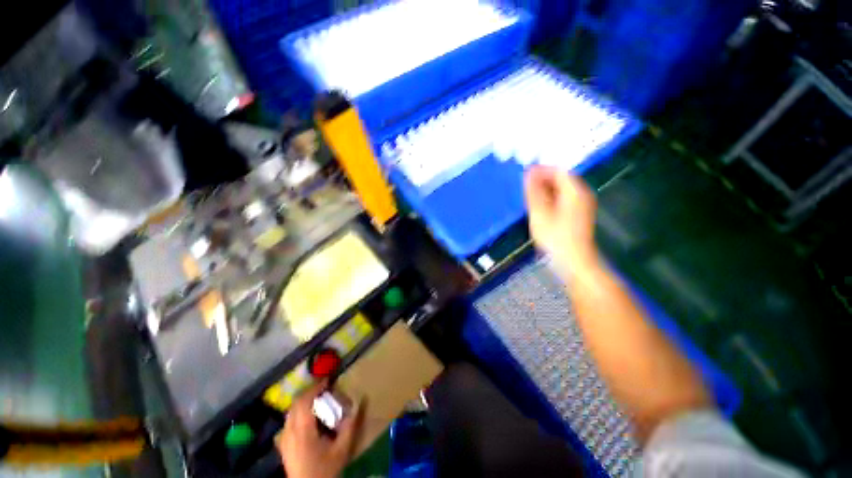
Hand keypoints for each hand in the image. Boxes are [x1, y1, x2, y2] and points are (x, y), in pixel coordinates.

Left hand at [277, 383, 361, 477]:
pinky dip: (297, 412)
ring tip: (316, 400)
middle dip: (309, 392)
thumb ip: (350, 426)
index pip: (305, 401)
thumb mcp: (342, 449)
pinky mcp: (282, 446)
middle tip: (323, 388)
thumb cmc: (325, 470)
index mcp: (303, 431)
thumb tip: (359, 403)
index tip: (327, 381)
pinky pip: (288, 421)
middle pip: (295, 404)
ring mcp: (284, 440)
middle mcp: (290, 432)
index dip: (315, 388)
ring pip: (290, 412)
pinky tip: (307, 418)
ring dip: (303, 402)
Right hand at [524, 166, 598, 278]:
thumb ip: (534, 191)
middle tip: (524, 188)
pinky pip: (562, 200)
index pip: (558, 170)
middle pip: (561, 179)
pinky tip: (539, 208)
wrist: (573, 262)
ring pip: (561, 190)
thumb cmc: (555, 237)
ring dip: (544, 191)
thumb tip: (529, 172)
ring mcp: (581, 205)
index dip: (540, 170)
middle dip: (542, 181)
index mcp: (575, 191)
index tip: (523, 176)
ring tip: (528, 198)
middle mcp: (581, 194)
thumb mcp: (540, 213)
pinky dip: (549, 200)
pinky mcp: (577, 215)